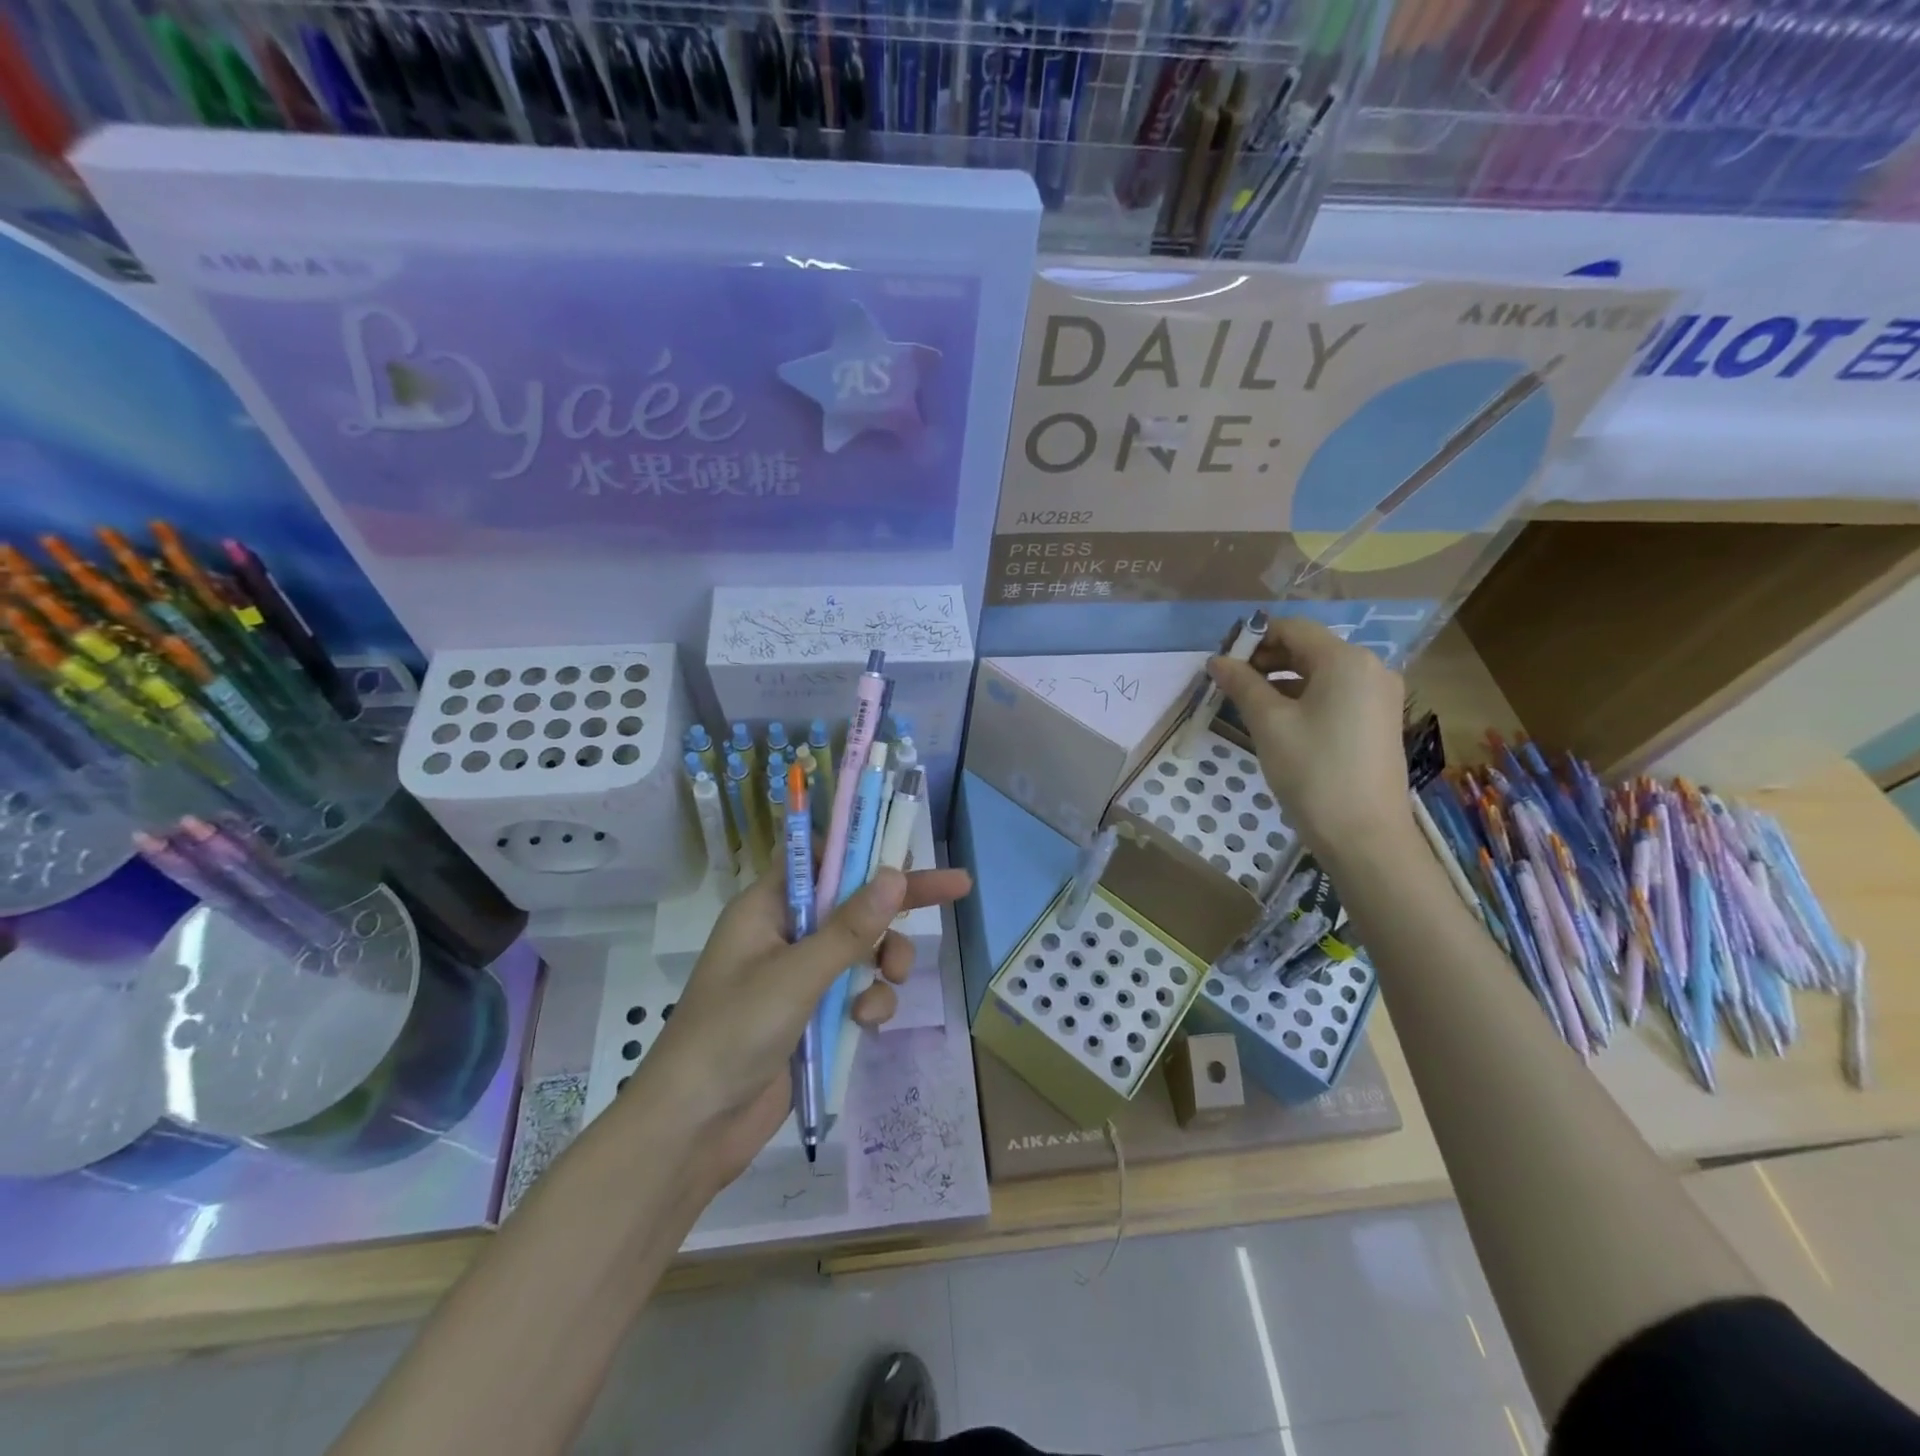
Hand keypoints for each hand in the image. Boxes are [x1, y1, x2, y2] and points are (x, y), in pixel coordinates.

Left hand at [633, 862, 972, 1188]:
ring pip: (863, 948)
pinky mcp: (812, 1015)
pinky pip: (856, 991)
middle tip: (957, 886)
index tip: (903, 849)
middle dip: (900, 900)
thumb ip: (850, 928)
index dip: (859, 849)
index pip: (818, 858)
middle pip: (853, 902)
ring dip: (885, 960)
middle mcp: (786, 934)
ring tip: (896, 977)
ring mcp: (800, 976)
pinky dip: (869, 1001)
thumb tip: (896, 873)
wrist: (693, 1129)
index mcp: (767, 908)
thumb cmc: (733, 1034)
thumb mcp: (796, 976)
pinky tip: (866, 1022)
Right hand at [1205, 616, 1415, 865]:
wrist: (1365, 835)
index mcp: (1345, 659)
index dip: (1253, 639)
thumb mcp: (1269, 724)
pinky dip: (1304, 699)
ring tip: (1248, 706)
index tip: (1222, 663)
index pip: (1292, 628)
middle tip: (1230, 685)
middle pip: (1308, 648)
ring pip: (1321, 673)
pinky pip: (1335, 694)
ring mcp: (1379, 695)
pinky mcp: (1379, 720)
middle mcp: (1370, 667)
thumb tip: (1217, 661)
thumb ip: (1242, 685)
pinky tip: (1280, 722)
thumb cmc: (1313, 771)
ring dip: (1282, 681)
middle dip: (1266, 660)